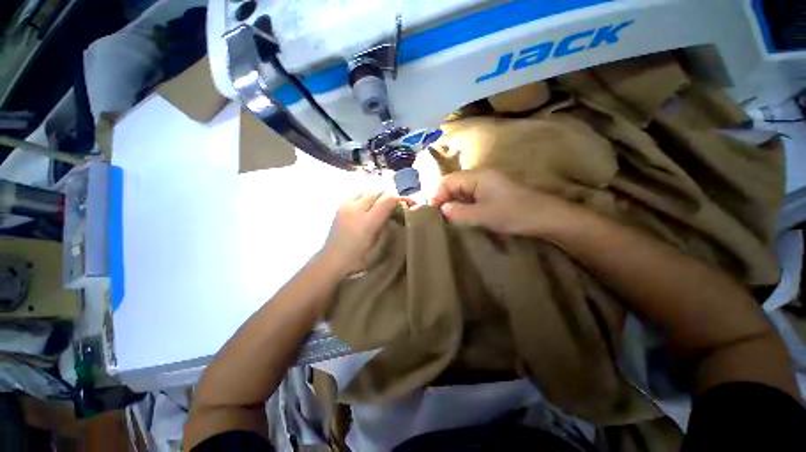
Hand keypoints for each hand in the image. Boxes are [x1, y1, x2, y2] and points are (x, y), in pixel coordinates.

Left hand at [317, 192, 398, 277]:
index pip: (387, 200)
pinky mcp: (339, 207)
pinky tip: (365, 208)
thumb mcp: (377, 245)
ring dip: (375, 197)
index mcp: (368, 222)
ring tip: (378, 207)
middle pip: (377, 193)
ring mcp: (346, 206)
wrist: (331, 260)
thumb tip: (393, 213)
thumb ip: (385, 226)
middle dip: (388, 198)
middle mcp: (356, 209)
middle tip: (393, 207)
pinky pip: (356, 195)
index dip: (398, 200)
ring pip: (366, 191)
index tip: (404, 205)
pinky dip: (364, 198)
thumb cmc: (357, 258)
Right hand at [431, 169, 576, 236]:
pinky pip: (472, 195)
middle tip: (439, 215)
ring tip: (448, 217)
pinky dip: (464, 204)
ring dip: (454, 201)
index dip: (437, 194)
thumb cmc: (513, 214)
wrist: (546, 218)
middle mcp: (482, 176)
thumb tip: (443, 209)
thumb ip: (459, 212)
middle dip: (444, 197)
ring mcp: (489, 184)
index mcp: (478, 176)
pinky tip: (463, 214)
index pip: (449, 181)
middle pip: (455, 183)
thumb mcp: (482, 215)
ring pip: (463, 190)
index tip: (432, 211)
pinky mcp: (494, 192)